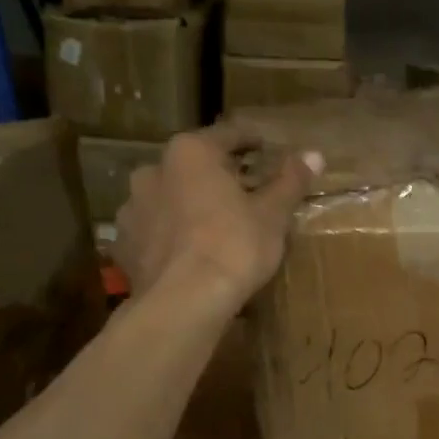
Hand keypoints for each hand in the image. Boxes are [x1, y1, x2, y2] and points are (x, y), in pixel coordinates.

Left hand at [116, 127, 320, 313]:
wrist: (184, 303)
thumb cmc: (234, 247)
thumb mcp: (272, 215)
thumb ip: (290, 181)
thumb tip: (314, 154)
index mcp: (191, 153)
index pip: (227, 135)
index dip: (251, 141)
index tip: (266, 149)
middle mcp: (153, 171)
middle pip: (193, 166)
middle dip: (217, 176)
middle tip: (244, 194)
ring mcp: (133, 208)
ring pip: (169, 198)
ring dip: (189, 205)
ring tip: (213, 227)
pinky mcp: (124, 245)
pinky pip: (154, 231)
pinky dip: (170, 236)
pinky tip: (188, 254)